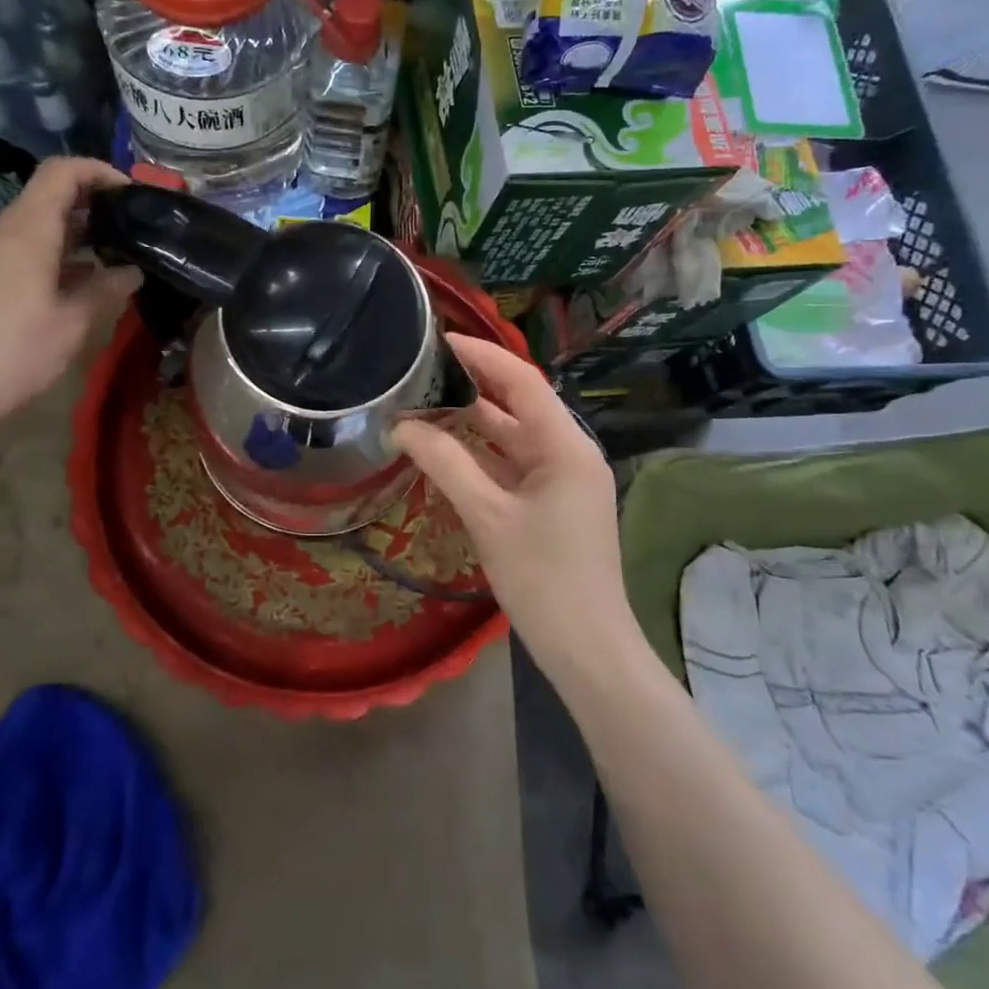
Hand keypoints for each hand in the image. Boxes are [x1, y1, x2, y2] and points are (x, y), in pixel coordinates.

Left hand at [0, 158, 138, 438]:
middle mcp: (2, 233)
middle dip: (93, 205)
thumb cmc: (13, 352)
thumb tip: (132, 271)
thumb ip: (106, 290)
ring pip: (35, 226)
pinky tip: (76, 287)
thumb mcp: (72, 323)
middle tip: (132, 230)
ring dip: (75, 234)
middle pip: (48, 196)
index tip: (133, 195)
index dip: (99, 171)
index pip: (62, 172)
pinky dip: (54, 255)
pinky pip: (21, 250)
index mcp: (27, 231)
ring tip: (112, 260)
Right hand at [393, 334, 640, 685]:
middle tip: (425, 369)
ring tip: (427, 401)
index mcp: (566, 446)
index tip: (440, 340)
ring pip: (514, 436)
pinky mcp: (554, 502)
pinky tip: (447, 448)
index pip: (522, 381)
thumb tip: (402, 425)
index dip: (482, 356)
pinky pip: (515, 463)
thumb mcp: (487, 516)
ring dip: (475, 421)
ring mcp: (564, 479)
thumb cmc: (542, 577)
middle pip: (519, 404)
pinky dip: (483, 453)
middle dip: (473, 385)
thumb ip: (445, 463)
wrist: (587, 647)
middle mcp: (569, 452)